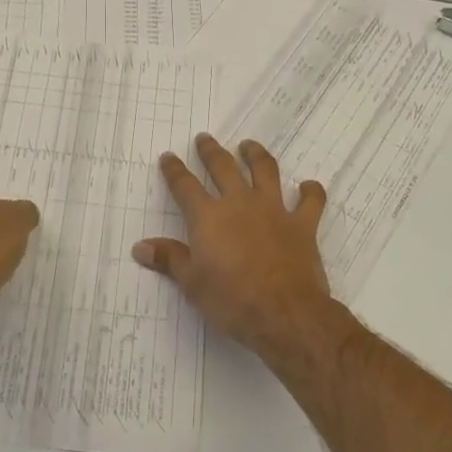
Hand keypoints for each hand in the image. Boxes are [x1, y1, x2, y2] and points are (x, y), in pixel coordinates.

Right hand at [132, 133, 338, 358]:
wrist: (284, 312)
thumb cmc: (231, 300)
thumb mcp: (192, 283)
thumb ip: (169, 259)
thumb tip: (140, 247)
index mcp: (208, 217)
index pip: (185, 186)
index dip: (174, 170)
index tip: (168, 157)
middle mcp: (240, 203)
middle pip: (223, 167)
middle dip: (211, 151)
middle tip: (205, 138)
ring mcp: (274, 210)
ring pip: (265, 171)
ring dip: (256, 155)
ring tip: (249, 145)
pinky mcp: (302, 224)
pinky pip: (311, 201)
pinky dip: (311, 191)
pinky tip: (309, 186)